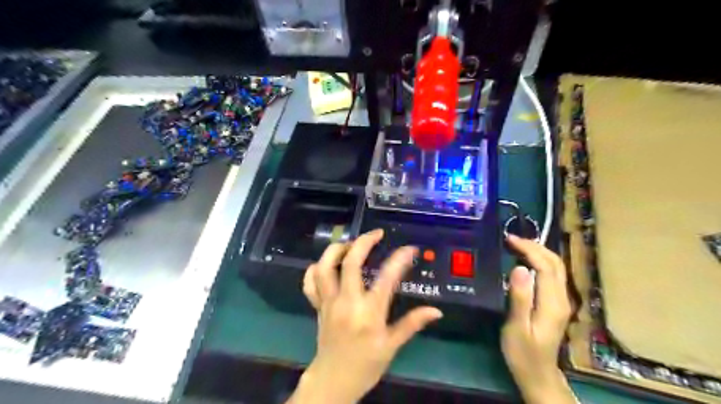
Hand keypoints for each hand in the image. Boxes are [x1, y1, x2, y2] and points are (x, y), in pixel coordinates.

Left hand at [290, 229, 442, 401]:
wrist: (334, 380)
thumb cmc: (366, 364)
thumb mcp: (392, 346)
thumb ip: (412, 324)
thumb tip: (436, 311)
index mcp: (369, 312)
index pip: (386, 278)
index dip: (399, 259)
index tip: (410, 248)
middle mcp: (346, 302)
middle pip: (350, 262)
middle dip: (363, 242)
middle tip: (376, 234)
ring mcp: (328, 302)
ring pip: (324, 267)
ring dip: (337, 250)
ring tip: (350, 244)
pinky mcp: (317, 305)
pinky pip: (310, 282)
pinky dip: (315, 268)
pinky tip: (326, 264)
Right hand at [502, 235, 574, 402]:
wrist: (538, 374)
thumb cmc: (523, 352)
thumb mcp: (516, 326)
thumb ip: (520, 297)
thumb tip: (519, 267)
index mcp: (552, 302)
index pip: (545, 266)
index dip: (528, 249)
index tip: (509, 240)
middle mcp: (562, 298)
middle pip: (555, 263)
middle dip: (535, 246)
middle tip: (512, 239)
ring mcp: (561, 300)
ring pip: (556, 267)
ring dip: (539, 252)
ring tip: (517, 245)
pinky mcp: (556, 303)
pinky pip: (552, 274)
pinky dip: (540, 261)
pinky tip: (526, 261)